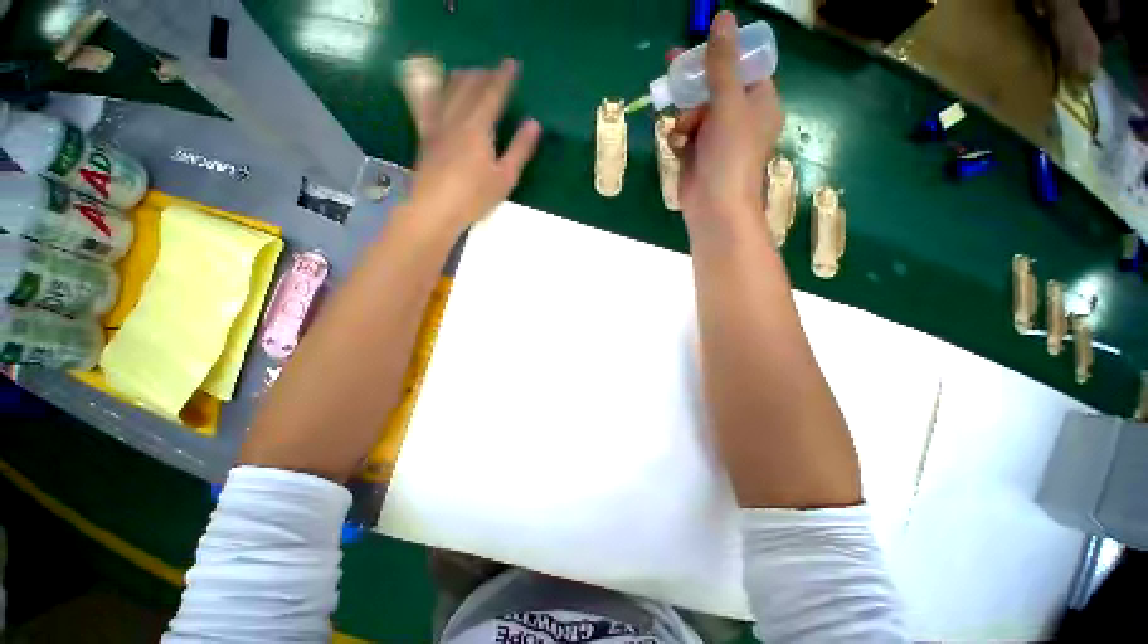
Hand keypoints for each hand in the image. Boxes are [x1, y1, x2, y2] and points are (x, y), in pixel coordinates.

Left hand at [408, 60, 541, 230]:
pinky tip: (438, 88)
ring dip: (462, 77)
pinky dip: (436, 89)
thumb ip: (519, 149)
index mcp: (478, 127)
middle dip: (484, 75)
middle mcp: (455, 117)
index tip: (512, 64)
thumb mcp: (505, 177)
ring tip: (472, 75)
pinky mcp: (425, 134)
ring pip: (448, 89)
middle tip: (495, 72)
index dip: (503, 77)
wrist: (435, 209)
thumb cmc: (474, 197)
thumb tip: (534, 123)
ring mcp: (437, 124)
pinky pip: (427, 102)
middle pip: (469, 86)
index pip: (492, 93)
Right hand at [673, 12, 784, 229]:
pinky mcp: (698, 156)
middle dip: (693, 85)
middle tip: (671, 67)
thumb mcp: (728, 104)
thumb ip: (722, 63)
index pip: (742, 68)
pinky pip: (685, 135)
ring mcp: (717, 139)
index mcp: (760, 103)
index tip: (697, 49)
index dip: (721, 55)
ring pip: (695, 112)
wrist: (714, 207)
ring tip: (683, 131)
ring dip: (684, 116)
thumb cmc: (730, 155)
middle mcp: (740, 119)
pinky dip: (679, 138)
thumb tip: (723, 17)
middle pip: (714, 88)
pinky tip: (678, 147)